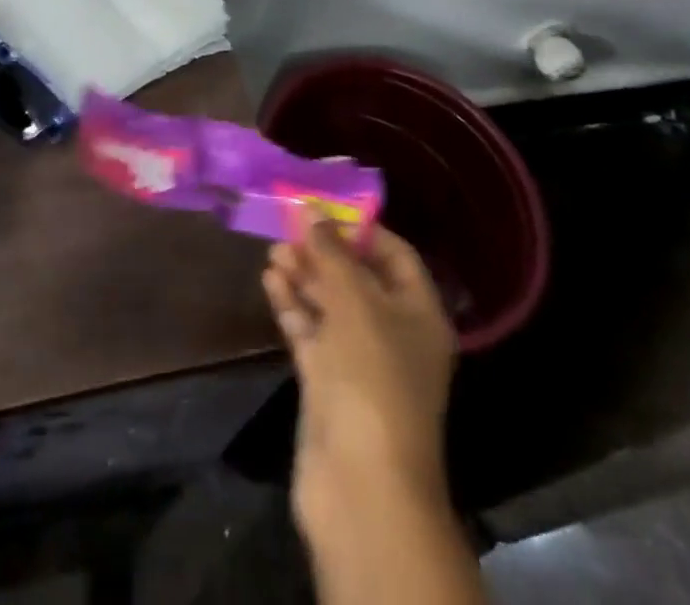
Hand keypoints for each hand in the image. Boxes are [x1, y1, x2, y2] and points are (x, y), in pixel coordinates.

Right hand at [263, 226, 456, 534]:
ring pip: (330, 306)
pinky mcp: (329, 384)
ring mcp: (360, 361)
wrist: (361, 484)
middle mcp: (394, 334)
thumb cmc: (372, 377)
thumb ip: (331, 252)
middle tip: (288, 227)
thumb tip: (313, 211)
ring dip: (304, 276)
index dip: (362, 229)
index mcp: (419, 314)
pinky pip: (311, 332)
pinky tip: (270, 281)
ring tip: (273, 251)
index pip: (396, 256)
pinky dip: (293, 306)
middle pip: (358, 279)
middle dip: (324, 252)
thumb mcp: (355, 302)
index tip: (324, 206)